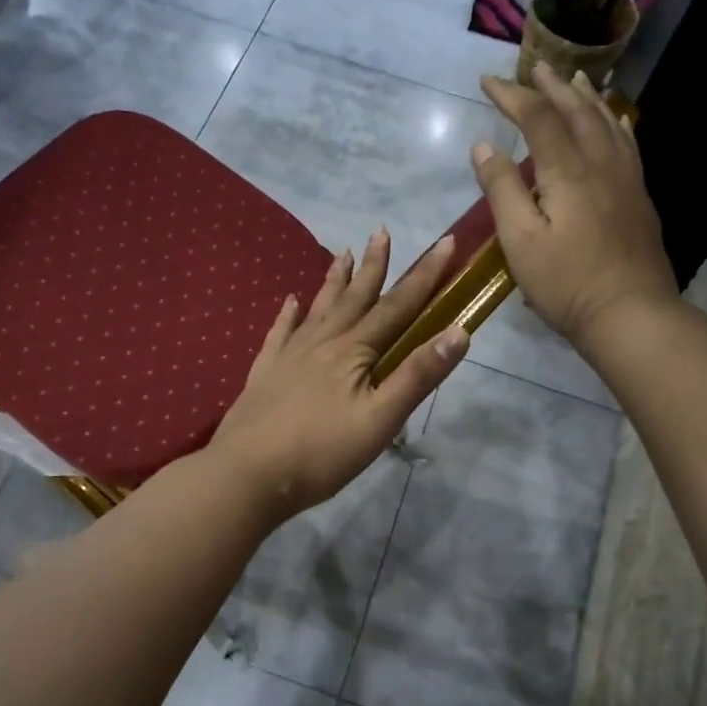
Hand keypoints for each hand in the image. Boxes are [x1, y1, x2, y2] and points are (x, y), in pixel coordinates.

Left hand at [207, 228, 467, 518]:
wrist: (247, 475)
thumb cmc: (321, 453)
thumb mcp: (380, 420)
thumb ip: (417, 375)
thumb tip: (459, 330)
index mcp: (354, 352)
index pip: (398, 306)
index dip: (424, 275)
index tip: (445, 241)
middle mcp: (322, 342)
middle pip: (355, 298)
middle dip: (374, 266)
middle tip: (381, 230)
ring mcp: (289, 355)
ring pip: (318, 308)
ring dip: (335, 281)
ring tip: (343, 253)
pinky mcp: (264, 373)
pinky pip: (279, 333)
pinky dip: (287, 315)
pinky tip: (289, 302)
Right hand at [473, 64, 678, 351]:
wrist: (630, 313)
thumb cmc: (566, 282)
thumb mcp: (520, 241)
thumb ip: (502, 190)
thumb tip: (483, 147)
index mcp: (567, 171)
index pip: (538, 118)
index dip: (512, 96)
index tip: (487, 82)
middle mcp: (601, 163)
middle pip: (576, 111)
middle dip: (551, 86)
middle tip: (534, 67)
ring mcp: (626, 179)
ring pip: (607, 122)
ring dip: (586, 97)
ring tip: (575, 79)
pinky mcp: (639, 197)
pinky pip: (627, 144)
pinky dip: (614, 123)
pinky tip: (614, 121)